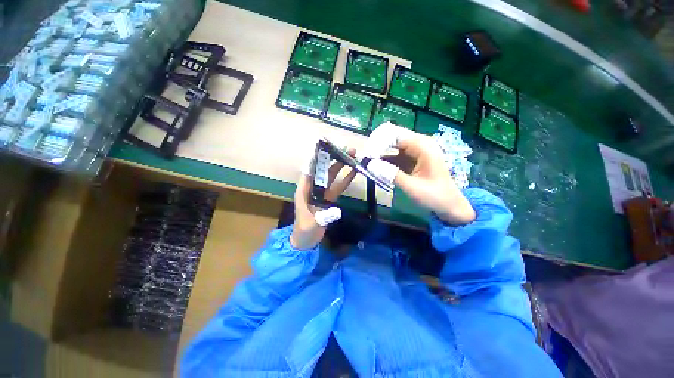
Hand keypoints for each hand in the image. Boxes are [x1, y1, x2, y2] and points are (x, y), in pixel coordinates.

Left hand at [290, 151, 356, 249]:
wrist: (305, 242)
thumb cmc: (303, 232)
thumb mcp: (310, 224)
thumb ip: (323, 217)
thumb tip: (336, 210)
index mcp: (304, 191)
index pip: (310, 170)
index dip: (317, 159)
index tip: (327, 148)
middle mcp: (312, 188)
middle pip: (323, 171)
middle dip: (334, 160)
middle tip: (346, 151)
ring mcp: (321, 193)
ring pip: (331, 177)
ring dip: (340, 167)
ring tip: (351, 158)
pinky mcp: (328, 199)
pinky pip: (337, 187)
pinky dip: (345, 180)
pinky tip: (353, 173)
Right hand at [364, 124, 475, 225]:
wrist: (449, 206)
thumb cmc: (434, 196)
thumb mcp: (411, 186)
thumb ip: (390, 174)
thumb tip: (369, 164)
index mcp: (423, 147)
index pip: (396, 136)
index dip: (379, 142)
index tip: (366, 154)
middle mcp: (419, 145)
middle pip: (393, 139)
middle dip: (377, 147)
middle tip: (364, 158)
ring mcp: (415, 152)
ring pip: (392, 148)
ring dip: (379, 155)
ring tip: (366, 162)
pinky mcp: (411, 160)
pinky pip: (395, 157)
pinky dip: (385, 161)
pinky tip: (375, 167)